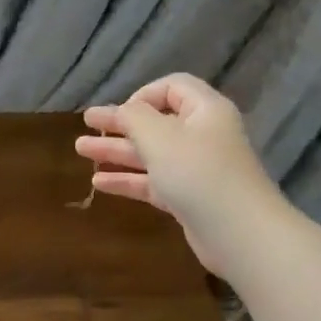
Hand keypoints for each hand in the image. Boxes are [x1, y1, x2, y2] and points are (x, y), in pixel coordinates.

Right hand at [77, 74, 279, 276]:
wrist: (239, 233)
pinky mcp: (189, 198)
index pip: (172, 88)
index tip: (119, 114)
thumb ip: (134, 117)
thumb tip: (123, 111)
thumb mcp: (159, 136)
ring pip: (151, 153)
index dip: (142, 95)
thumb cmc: (198, 173)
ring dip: (117, 151)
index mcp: (205, 111)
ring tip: (81, 151)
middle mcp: (203, 135)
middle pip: (156, 122)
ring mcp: (196, 169)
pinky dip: (128, 180)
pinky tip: (99, 183)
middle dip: (119, 124)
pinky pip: (153, 182)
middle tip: (86, 125)